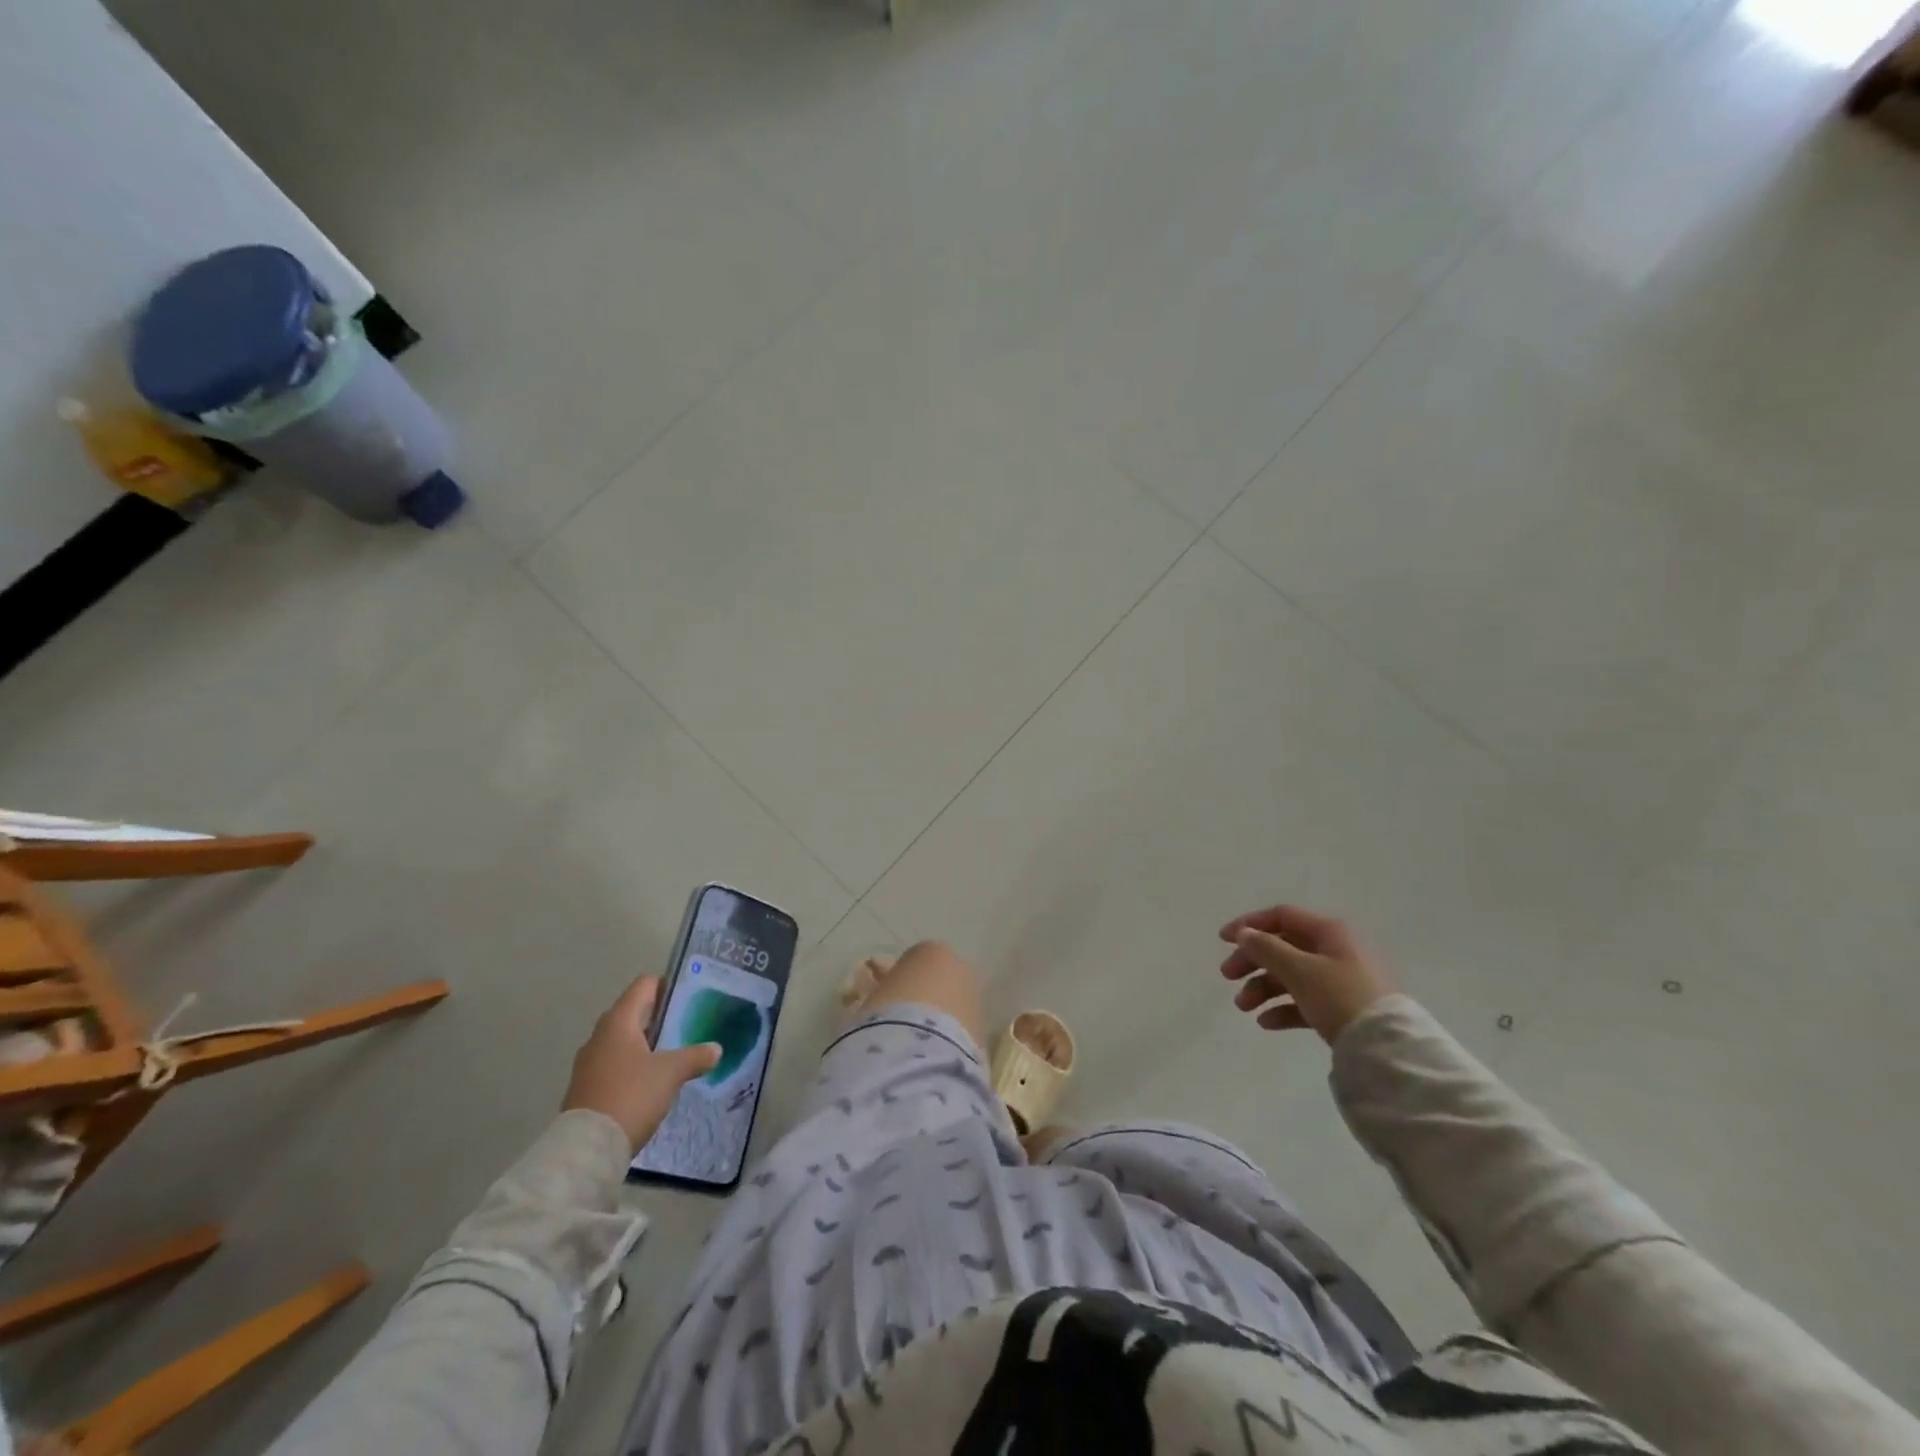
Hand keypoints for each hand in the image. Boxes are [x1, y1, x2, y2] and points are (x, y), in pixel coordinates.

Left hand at [562, 975, 720, 1152]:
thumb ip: (695, 1056)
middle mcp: (600, 1035)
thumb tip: (716, 1049)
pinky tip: (651, 1083)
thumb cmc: (631, 1095)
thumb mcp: (671, 1073)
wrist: (587, 1148)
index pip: (644, 985)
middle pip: (633, 1012)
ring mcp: (589, 1063)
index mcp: (618, 1021)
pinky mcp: (585, 1087)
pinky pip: (614, 1064)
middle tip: (686, 1027)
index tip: (689, 998)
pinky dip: (633, 1066)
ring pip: (623, 1041)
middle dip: (660, 1018)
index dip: (667, 986)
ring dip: (646, 1044)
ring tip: (673, 1056)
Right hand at [1218, 904, 1395, 1044]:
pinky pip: (1305, 1001)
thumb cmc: (1340, 996)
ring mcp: (1340, 981)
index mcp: (1328, 932)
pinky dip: (1283, 1008)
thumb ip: (1266, 948)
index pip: (1281, 917)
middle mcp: (1334, 951)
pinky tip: (1266, 1022)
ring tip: (1243, 1007)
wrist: (1387, 1048)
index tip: (1223, 940)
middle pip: (1283, 947)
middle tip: (1227, 976)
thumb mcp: (1298, 969)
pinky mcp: (1343, 1009)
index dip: (1250, 924)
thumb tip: (1245, 933)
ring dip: (1262, 987)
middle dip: (1252, 961)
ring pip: (1292, 976)